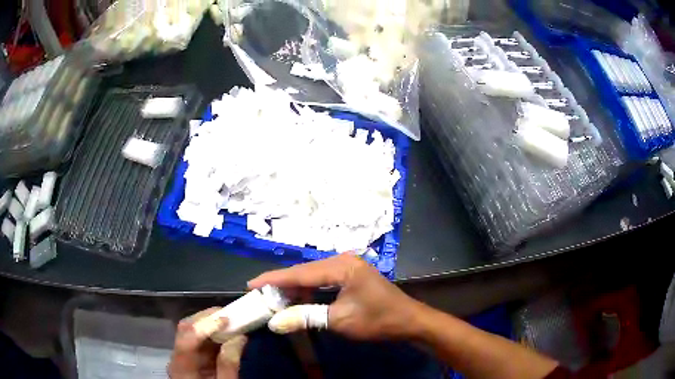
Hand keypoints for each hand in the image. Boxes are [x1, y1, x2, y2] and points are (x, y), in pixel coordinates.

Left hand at [168, 308, 246, 378]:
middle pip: (185, 329)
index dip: (206, 325)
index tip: (228, 318)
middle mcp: (177, 357)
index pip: (188, 338)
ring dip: (210, 323)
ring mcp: (181, 356)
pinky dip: (211, 333)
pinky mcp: (189, 358)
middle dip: (207, 318)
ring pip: (190, 331)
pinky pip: (198, 339)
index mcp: (182, 367)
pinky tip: (224, 332)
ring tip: (230, 320)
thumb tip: (239, 337)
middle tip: (231, 314)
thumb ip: (229, 365)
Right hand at [248, 253, 422, 340]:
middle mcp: (343, 261)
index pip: (300, 272)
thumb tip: (274, 322)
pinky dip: (309, 291)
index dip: (273, 279)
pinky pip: (323, 281)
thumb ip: (305, 318)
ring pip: (312, 276)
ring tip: (273, 299)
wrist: (409, 321)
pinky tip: (298, 299)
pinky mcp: (351, 276)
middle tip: (260, 296)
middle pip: (304, 272)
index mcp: (341, 266)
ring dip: (295, 289)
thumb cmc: (377, 320)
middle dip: (282, 285)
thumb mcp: (339, 320)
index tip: (251, 285)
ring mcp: (348, 267)